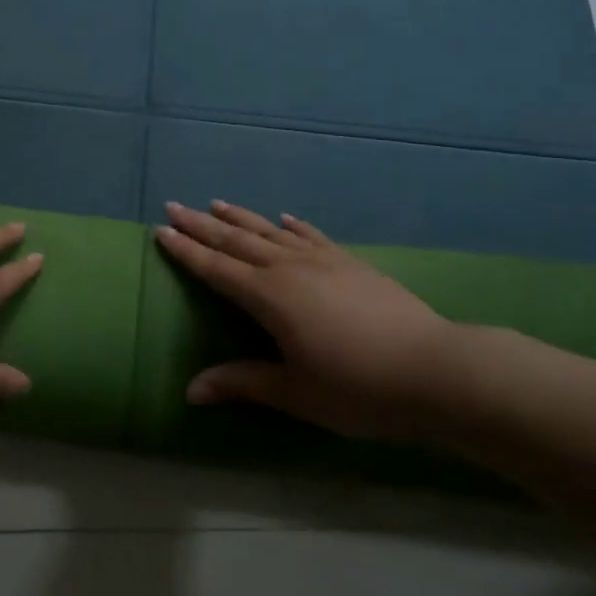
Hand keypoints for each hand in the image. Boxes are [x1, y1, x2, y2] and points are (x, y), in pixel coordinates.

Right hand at [158, 200, 464, 439]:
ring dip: (240, 217)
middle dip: (202, 225)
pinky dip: (293, 224)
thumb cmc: (358, 388)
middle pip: (236, 241)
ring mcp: (322, 260)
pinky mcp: (350, 262)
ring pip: (270, 231)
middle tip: (174, 206)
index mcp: (268, 297)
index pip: (216, 269)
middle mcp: (289, 268)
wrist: (434, 370)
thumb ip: (242, 383)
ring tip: (217, 202)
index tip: (161, 230)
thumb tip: (190, 390)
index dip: (186, 251)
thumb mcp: (296, 393)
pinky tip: (284, 217)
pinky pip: (311, 235)